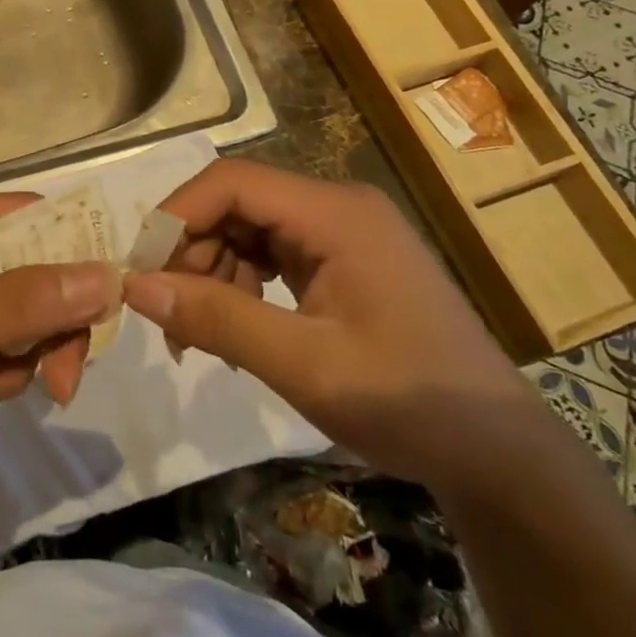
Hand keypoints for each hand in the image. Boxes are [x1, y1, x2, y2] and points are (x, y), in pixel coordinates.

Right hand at [121, 159, 534, 490]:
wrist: (500, 454)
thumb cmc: (407, 403)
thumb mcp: (305, 365)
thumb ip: (218, 319)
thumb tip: (135, 286)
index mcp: (335, 213)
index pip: (231, 182)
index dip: (177, 216)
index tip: (143, 272)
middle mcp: (337, 206)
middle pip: (237, 202)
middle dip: (193, 252)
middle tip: (172, 317)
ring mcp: (343, 232)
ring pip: (249, 228)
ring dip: (214, 273)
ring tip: (204, 337)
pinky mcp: (344, 259)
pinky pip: (272, 252)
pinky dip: (243, 285)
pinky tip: (240, 331)